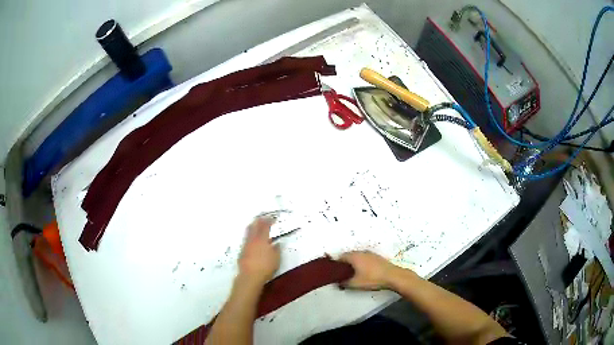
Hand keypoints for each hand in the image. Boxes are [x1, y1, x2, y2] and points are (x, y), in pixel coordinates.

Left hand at [237, 216, 279, 286]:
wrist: (250, 276)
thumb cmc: (266, 267)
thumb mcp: (276, 258)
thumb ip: (276, 249)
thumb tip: (277, 243)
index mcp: (262, 239)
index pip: (265, 226)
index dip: (269, 220)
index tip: (273, 218)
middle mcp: (253, 240)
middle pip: (254, 226)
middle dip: (259, 220)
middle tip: (263, 218)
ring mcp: (246, 245)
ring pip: (248, 231)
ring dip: (253, 226)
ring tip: (257, 225)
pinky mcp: (242, 251)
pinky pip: (246, 239)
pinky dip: (250, 235)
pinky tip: (253, 239)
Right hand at [338, 251, 398, 290]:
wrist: (393, 276)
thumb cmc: (372, 279)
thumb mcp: (355, 284)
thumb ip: (344, 283)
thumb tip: (338, 282)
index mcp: (354, 256)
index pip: (341, 257)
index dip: (336, 264)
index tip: (334, 272)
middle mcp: (361, 252)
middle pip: (349, 256)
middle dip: (344, 264)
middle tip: (342, 274)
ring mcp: (370, 254)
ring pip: (358, 257)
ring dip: (354, 263)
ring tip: (353, 274)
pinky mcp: (377, 257)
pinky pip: (365, 258)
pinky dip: (361, 264)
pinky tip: (364, 272)